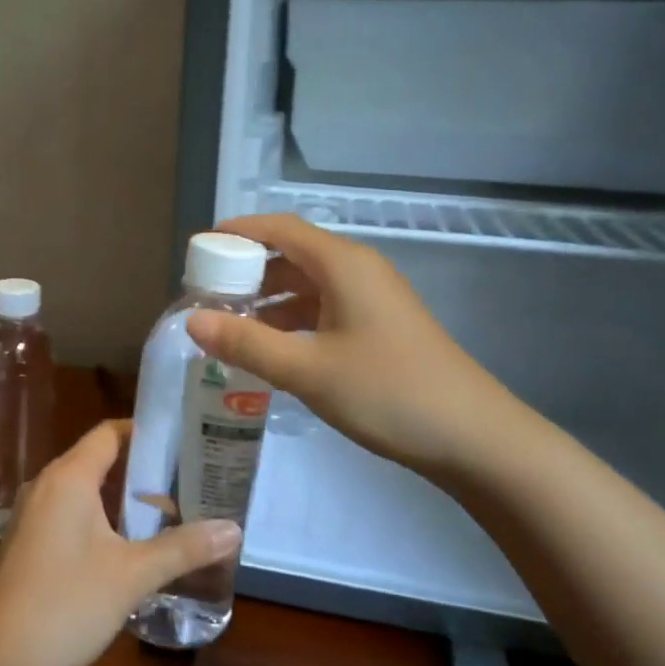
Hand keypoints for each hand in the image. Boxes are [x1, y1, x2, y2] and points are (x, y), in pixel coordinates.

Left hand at [0, 421, 239, 665]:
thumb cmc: (66, 604)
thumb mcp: (132, 575)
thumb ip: (183, 548)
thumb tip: (234, 529)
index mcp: (68, 478)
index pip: (109, 433)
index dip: (146, 433)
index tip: (184, 443)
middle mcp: (45, 486)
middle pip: (98, 461)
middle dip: (142, 471)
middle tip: (187, 483)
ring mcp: (30, 516)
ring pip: (84, 492)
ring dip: (121, 500)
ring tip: (166, 515)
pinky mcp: (26, 544)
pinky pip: (69, 515)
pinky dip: (100, 520)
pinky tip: (126, 548)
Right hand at [185, 214, 534, 483]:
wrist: (472, 436)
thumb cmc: (387, 392)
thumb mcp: (307, 370)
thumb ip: (246, 343)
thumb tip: (191, 320)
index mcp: (343, 264)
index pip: (280, 229)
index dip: (238, 233)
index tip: (199, 248)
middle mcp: (358, 271)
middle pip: (292, 254)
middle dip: (247, 271)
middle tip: (206, 295)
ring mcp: (372, 300)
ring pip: (308, 285)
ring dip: (268, 299)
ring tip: (229, 324)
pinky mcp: (379, 327)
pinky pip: (324, 309)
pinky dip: (292, 320)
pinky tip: (270, 348)